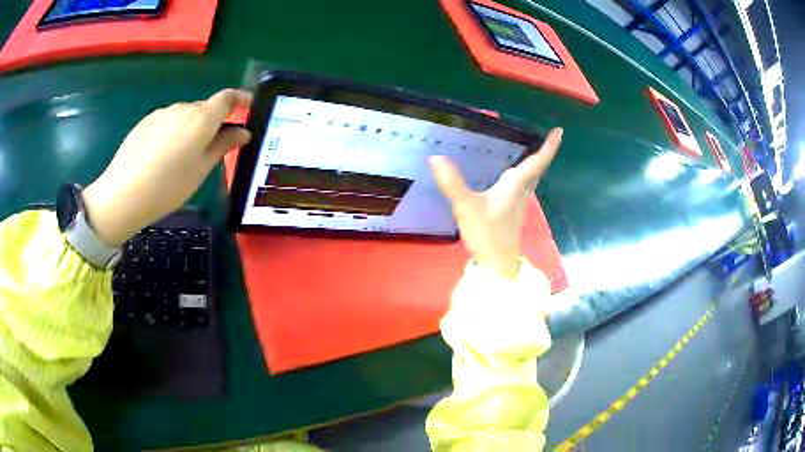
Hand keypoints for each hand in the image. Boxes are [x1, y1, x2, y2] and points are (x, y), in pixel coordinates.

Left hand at [82, 89, 252, 245]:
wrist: (124, 193)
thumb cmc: (169, 186)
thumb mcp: (201, 170)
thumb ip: (223, 146)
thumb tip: (243, 132)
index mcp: (202, 118)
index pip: (227, 97)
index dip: (241, 98)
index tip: (248, 106)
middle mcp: (183, 108)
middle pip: (204, 108)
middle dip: (212, 122)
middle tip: (209, 148)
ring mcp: (162, 113)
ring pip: (184, 115)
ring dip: (190, 128)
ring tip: (181, 157)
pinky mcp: (146, 121)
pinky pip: (167, 121)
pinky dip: (172, 132)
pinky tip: (162, 156)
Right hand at [429, 128, 562, 279]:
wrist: (497, 265)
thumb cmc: (487, 235)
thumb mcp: (466, 207)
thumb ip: (452, 183)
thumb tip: (436, 157)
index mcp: (515, 186)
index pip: (536, 162)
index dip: (549, 147)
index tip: (560, 131)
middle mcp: (521, 192)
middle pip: (536, 169)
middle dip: (543, 153)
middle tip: (548, 136)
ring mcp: (518, 204)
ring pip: (530, 179)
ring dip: (534, 164)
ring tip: (532, 150)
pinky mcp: (511, 213)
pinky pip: (522, 187)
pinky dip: (522, 176)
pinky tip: (511, 177)